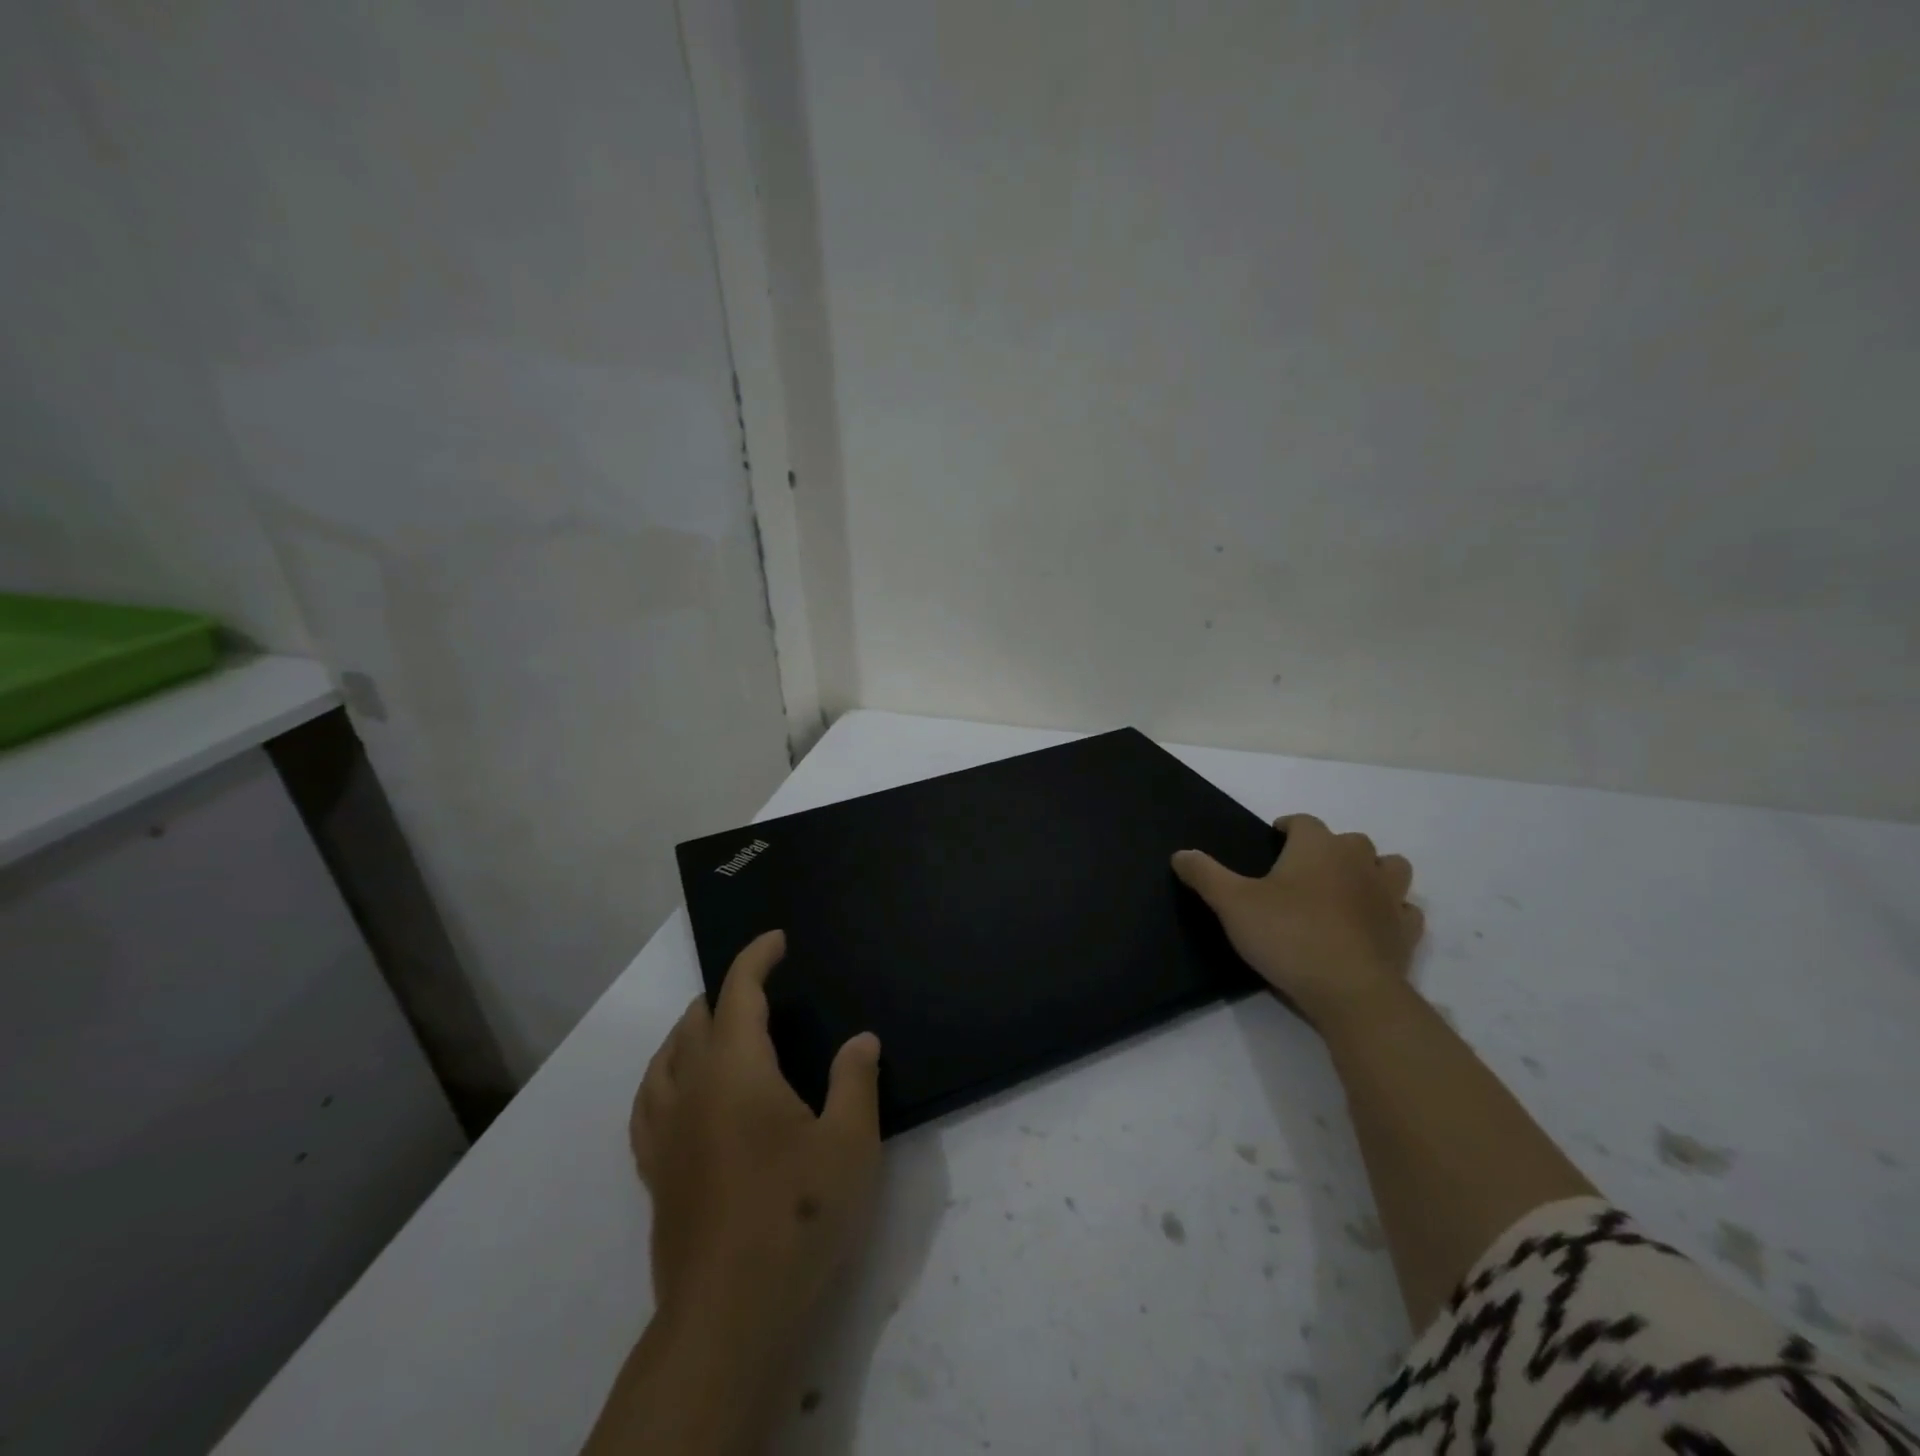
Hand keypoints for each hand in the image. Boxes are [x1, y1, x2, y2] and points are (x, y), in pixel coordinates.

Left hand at [630, 929, 882, 1352]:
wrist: (730, 1314)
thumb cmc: (797, 1216)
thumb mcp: (849, 1144)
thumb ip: (856, 1081)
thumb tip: (862, 1039)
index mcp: (736, 1070)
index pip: (739, 992)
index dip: (756, 958)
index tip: (776, 940)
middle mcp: (692, 1088)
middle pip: (697, 1020)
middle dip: (727, 992)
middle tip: (761, 987)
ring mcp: (666, 1132)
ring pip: (665, 1057)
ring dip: (691, 1029)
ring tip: (715, 1024)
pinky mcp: (656, 1172)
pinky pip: (647, 1103)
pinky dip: (662, 1076)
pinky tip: (676, 1089)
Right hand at [1172, 814, 1423, 1029]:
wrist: (1351, 992)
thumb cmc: (1289, 936)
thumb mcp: (1232, 904)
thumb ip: (1205, 875)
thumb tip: (1180, 853)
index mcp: (1317, 847)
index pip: (1304, 821)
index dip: (1288, 826)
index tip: (1274, 838)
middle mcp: (1358, 862)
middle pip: (1350, 840)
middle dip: (1330, 848)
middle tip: (1304, 870)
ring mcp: (1389, 897)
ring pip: (1390, 867)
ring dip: (1372, 871)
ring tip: (1347, 889)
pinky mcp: (1405, 932)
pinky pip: (1404, 911)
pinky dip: (1391, 911)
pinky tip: (1372, 924)